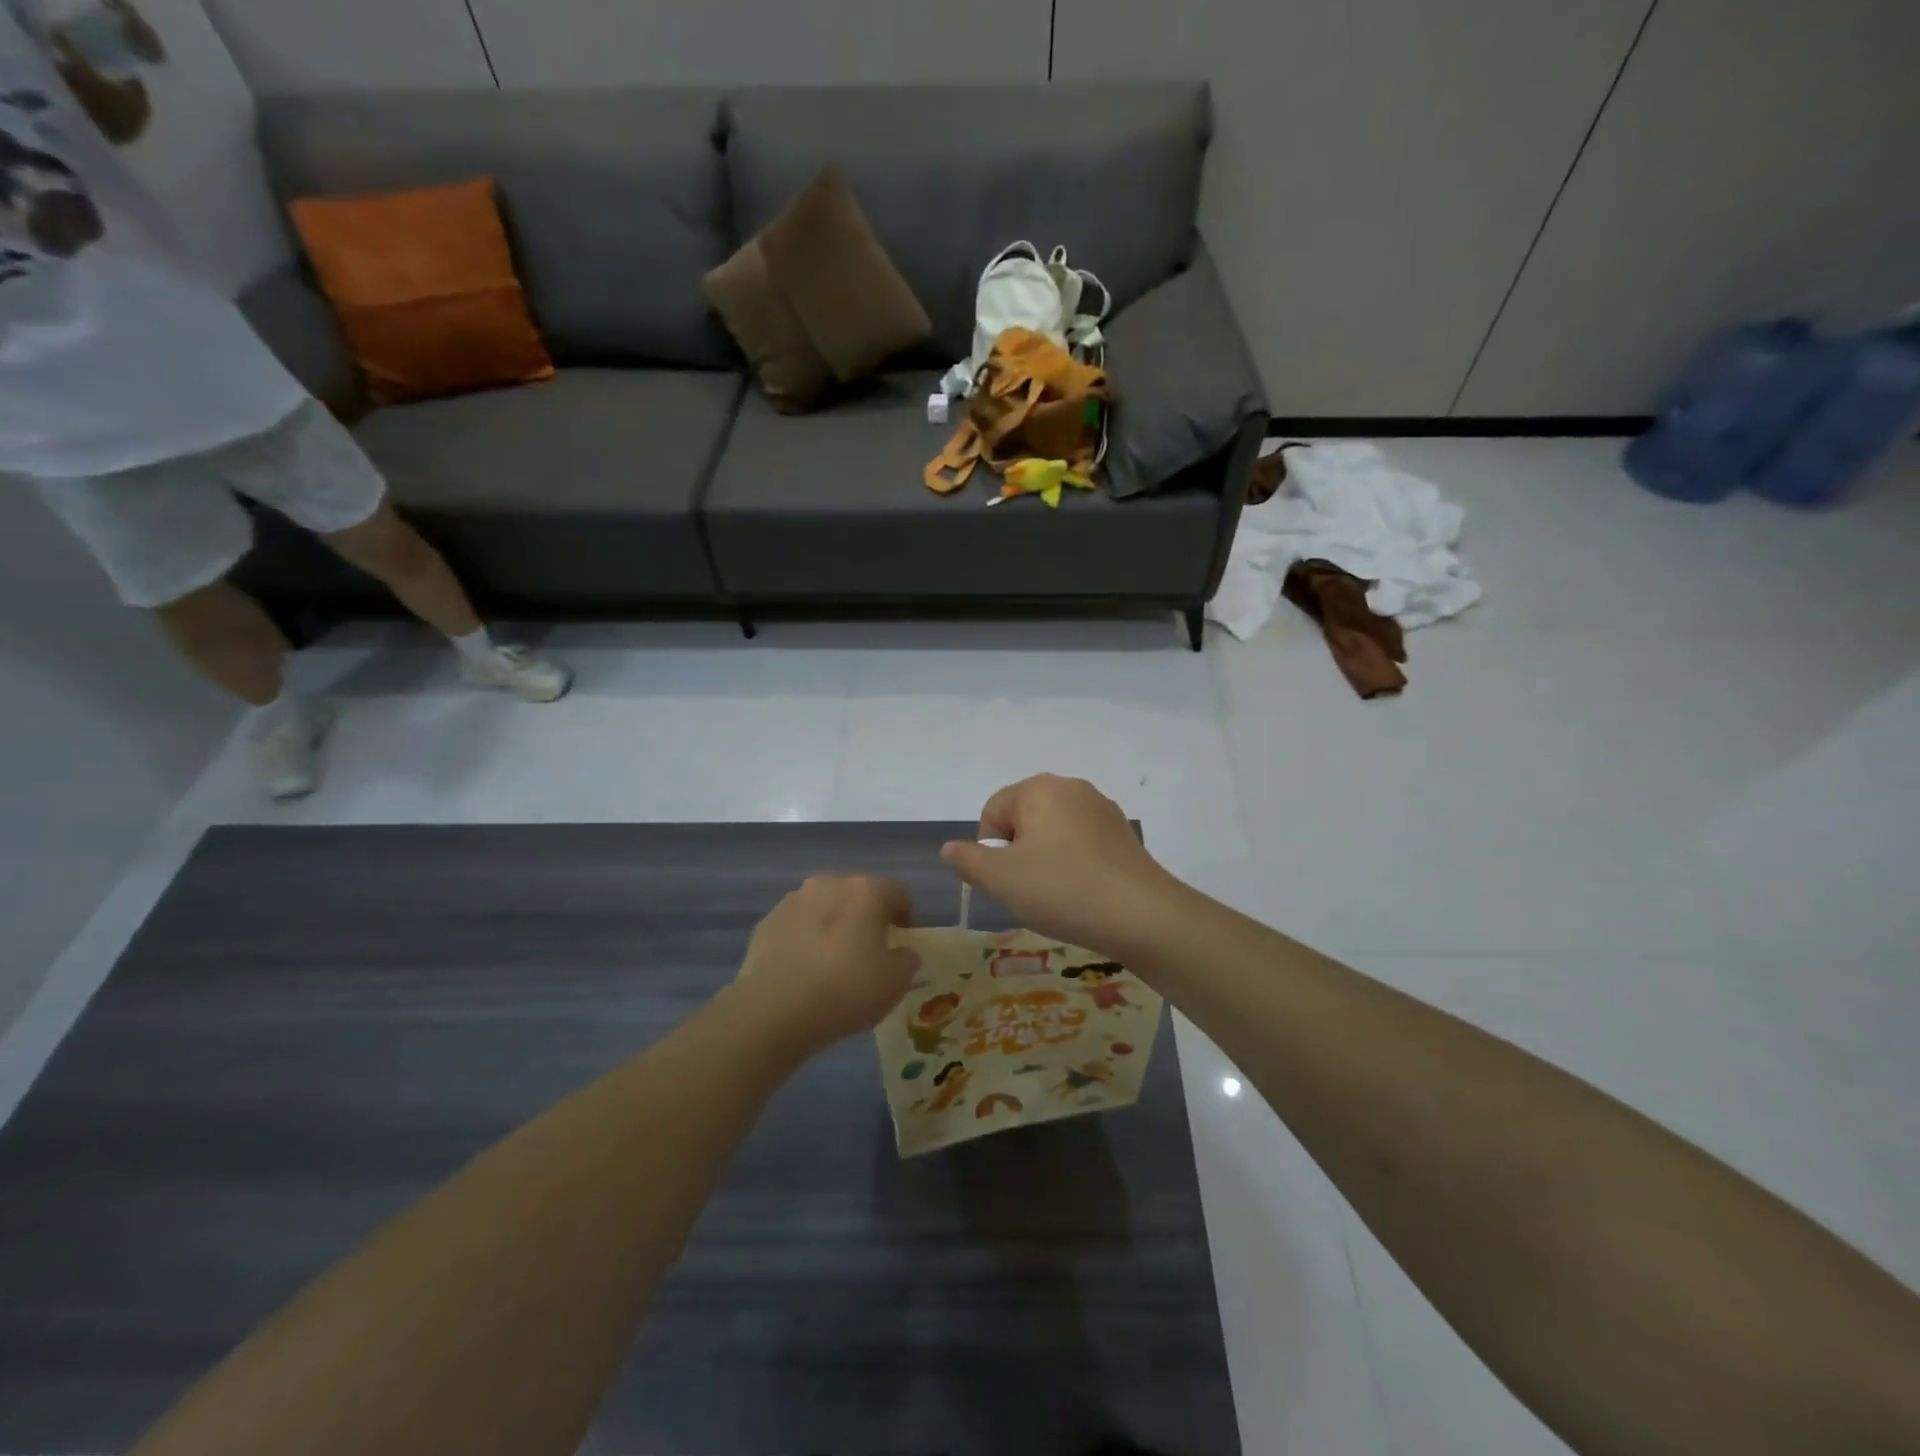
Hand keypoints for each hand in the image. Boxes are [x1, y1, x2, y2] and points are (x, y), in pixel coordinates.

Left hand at [735, 875, 919, 1054]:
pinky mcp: (766, 922)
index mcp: (866, 891)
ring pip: (824, 907)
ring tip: (834, 960)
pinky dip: (806, 939)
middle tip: (871, 949)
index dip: (906, 914)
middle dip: (867, 917)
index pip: (897, 891)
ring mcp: (793, 900)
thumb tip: (903, 952)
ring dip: (834, 925)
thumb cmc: (846, 989)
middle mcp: (829, 884)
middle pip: (857, 894)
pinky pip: (797, 926)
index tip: (905, 939)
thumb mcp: (896, 982)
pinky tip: (805, 970)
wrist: (774, 1009)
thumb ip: (907, 960)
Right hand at [940, 775, 1177, 956]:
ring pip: (1053, 832)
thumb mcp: (1001, 879)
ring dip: (1045, 860)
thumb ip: (968, 860)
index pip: (993, 811)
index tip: (1005, 881)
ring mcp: (1102, 809)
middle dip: (1018, 853)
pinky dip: (1073, 864)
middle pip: (1024, 818)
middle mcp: (1071, 787)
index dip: (989, 849)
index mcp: (1039, 788)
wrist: (1141, 915)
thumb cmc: (1061, 890)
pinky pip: (1082, 844)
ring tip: (1056, 895)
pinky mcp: (1123, 834)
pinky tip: (1082, 893)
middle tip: (1027, 890)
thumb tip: (949, 848)